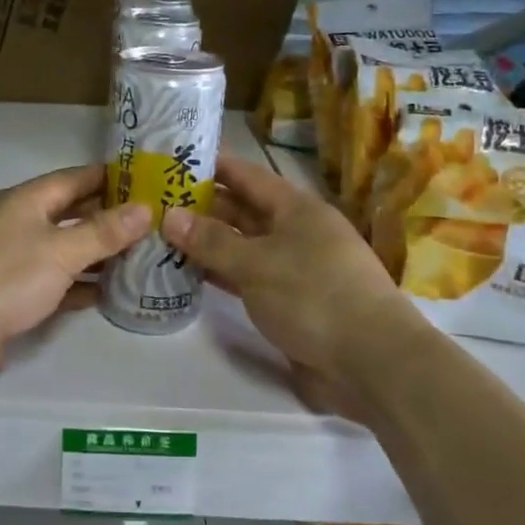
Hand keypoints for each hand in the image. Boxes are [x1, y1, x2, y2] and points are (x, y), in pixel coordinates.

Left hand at [0, 164, 152, 390]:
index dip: (109, 177)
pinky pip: (56, 286)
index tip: (147, 180)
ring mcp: (13, 264)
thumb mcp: (59, 250)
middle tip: (155, 222)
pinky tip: (113, 293)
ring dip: (99, 255)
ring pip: (65, 252)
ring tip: (144, 257)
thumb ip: (103, 232)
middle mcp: (18, 226)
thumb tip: (145, 209)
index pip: (74, 179)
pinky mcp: (12, 299)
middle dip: (109, 218)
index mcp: (24, 201)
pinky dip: (81, 287)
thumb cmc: (2, 277)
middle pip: (71, 215)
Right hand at [163, 154, 424, 398]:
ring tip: (160, 236)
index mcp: (296, 208)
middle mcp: (295, 232)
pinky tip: (186, 274)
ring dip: (206, 243)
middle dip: (201, 206)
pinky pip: (245, 278)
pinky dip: (219, 274)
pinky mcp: (288, 303)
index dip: (211, 166)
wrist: (371, 363)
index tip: (172, 160)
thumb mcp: (257, 263)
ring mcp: (292, 269)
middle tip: (153, 203)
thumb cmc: (314, 296)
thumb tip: (169, 216)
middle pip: (242, 210)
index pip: (246, 175)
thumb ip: (211, 240)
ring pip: (241, 246)